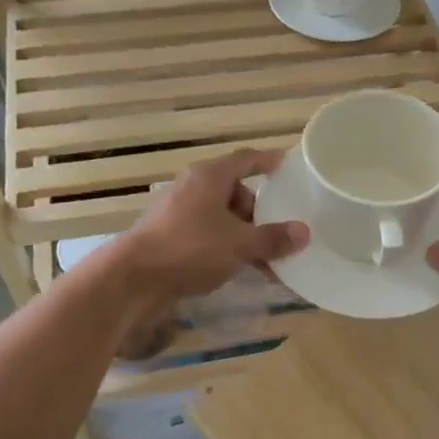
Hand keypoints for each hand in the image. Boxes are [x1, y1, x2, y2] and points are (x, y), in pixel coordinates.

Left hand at [112, 149, 307, 306]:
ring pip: (222, 217)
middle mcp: (193, 188)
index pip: (246, 160)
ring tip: (267, 260)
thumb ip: (273, 238)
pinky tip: (241, 270)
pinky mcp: (170, 237)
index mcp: (210, 177)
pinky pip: (208, 235)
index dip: (268, 162)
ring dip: (245, 234)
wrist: (134, 279)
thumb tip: (304, 232)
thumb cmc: (190, 248)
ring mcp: (179, 213)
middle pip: (235, 192)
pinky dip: (227, 247)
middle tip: (280, 232)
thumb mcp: (240, 244)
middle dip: (260, 212)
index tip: (287, 166)